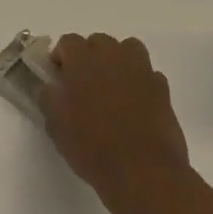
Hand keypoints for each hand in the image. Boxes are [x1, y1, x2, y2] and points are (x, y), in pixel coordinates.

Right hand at [40, 34, 193, 212]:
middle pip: (99, 41)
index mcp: (83, 61)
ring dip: (117, 61)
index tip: (59, 78)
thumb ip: (49, 98)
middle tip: (83, 84)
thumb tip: (52, 86)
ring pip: (127, 50)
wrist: (142, 172)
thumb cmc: (92, 147)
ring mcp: (142, 70)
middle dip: (89, 56)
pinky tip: (133, 104)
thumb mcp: (56, 125)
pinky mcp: (162, 88)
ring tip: (111, 88)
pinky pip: (147, 73)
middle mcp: (113, 57)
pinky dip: (139, 81)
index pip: (68, 42)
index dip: (61, 58)